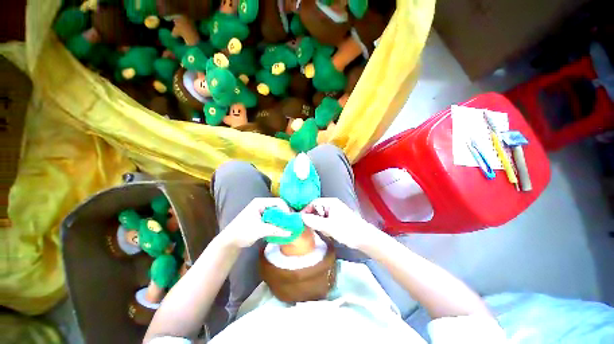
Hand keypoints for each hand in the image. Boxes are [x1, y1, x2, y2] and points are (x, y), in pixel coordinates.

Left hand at [220, 198, 291, 247]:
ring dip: (282, 219)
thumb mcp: (260, 230)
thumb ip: (276, 230)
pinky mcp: (262, 218)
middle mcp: (262, 204)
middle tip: (292, 222)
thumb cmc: (243, 232)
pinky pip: (273, 217)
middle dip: (285, 214)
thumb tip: (290, 233)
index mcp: (260, 203)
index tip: (291, 218)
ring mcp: (262, 211)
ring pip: (276, 212)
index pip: (277, 201)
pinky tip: (282, 228)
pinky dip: (278, 222)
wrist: (230, 241)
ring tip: (289, 225)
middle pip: (278, 206)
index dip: (286, 208)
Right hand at [301, 198, 379, 249]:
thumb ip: (314, 221)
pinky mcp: (338, 219)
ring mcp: (335, 212)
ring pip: (321, 216)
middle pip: (317, 209)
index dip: (306, 210)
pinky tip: (331, 233)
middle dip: (315, 219)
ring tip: (326, 232)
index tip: (301, 220)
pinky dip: (325, 227)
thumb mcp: (328, 226)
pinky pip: (326, 221)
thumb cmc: (346, 230)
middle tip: (316, 228)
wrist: (364, 238)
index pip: (314, 203)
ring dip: (320, 224)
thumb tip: (300, 217)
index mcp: (330, 203)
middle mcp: (332, 205)